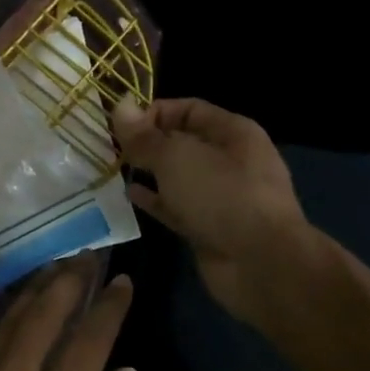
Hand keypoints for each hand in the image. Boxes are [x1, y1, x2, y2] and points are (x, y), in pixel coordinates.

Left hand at [0, 260, 133, 370]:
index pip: (87, 339)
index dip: (108, 306)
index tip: (123, 280)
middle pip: (40, 316)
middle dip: (66, 280)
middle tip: (87, 256)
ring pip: (6, 326)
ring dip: (33, 294)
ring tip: (56, 271)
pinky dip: (9, 323)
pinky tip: (21, 316)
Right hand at [112, 97, 306, 323]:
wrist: (260, 264)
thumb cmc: (222, 196)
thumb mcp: (177, 158)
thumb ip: (145, 136)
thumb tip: (119, 106)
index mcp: (233, 133)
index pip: (189, 109)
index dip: (153, 112)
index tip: (119, 125)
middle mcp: (230, 160)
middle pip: (182, 143)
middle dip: (147, 143)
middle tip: (109, 148)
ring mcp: (220, 196)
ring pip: (177, 176)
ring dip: (148, 173)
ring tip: (112, 170)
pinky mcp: (208, 226)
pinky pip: (176, 206)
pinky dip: (154, 200)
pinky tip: (128, 196)